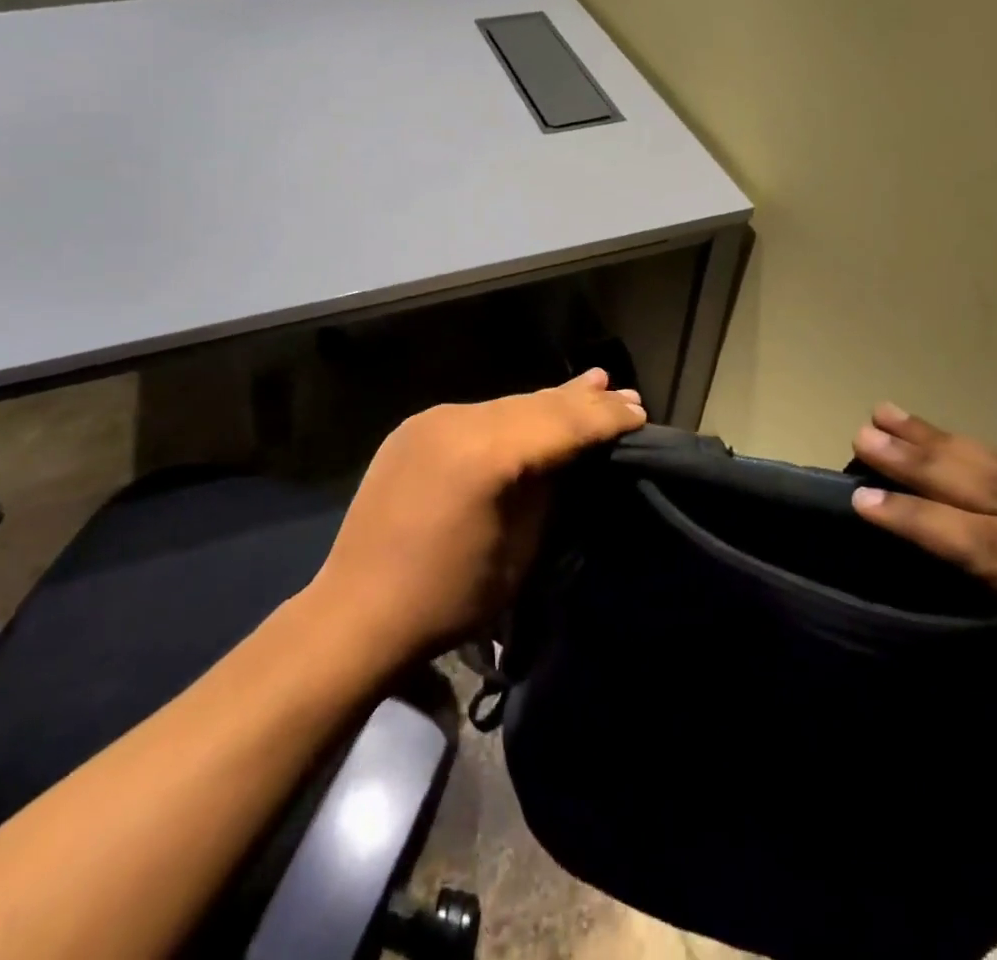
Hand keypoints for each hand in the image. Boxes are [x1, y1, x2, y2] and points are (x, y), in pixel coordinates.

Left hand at [311, 369, 645, 665]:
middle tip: (625, 394)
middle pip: (535, 404)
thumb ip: (548, 491)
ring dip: (548, 403)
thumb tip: (573, 456)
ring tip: (591, 385)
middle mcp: (458, 420)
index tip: (639, 412)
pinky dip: (510, 416)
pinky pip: (476, 416)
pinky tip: (531, 411)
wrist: (357, 611)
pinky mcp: (414, 428)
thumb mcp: (519, 551)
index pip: (561, 424)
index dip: (604, 418)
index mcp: (486, 454)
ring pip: (506, 406)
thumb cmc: (449, 597)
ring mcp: (431, 419)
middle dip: (582, 401)